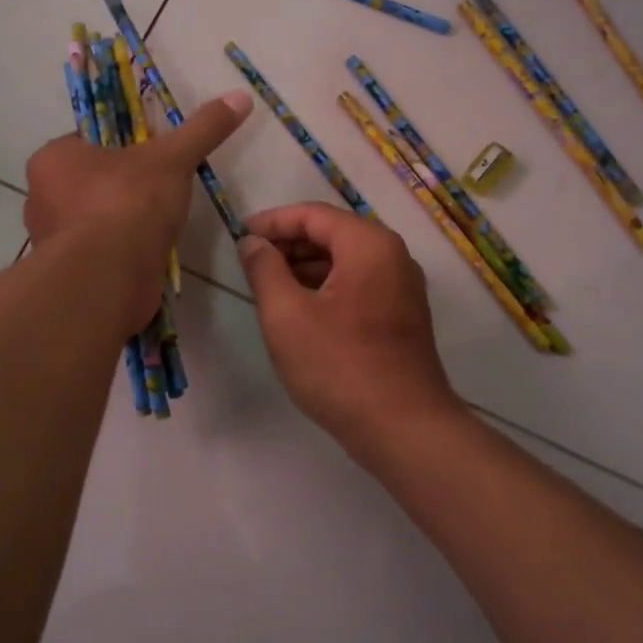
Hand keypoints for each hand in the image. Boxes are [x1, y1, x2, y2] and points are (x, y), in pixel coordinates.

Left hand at [24, 90, 250, 331]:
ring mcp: (51, 239)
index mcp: (52, 159)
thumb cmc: (128, 203)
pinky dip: (118, 251)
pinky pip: (97, 252)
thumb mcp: (172, 158)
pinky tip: (145, 253)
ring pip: (91, 218)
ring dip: (119, 221)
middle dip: (121, 186)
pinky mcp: (67, 274)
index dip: (122, 146)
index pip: (87, 141)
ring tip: (155, 223)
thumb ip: (203, 128)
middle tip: (158, 190)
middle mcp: (40, 197)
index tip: (152, 156)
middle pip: (89, 181)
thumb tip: (241, 96)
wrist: (110, 278)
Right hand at [236, 202, 462, 451]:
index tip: (240, 235)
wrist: (402, 427)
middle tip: (251, 260)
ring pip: (346, 261)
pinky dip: (327, 287)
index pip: (313, 215)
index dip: (273, 221)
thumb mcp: (286, 315)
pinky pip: (358, 284)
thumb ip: (264, 269)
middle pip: (333, 233)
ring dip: (306, 266)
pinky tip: (300, 308)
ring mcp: (402, 287)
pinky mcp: (401, 316)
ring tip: (268, 284)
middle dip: (289, 243)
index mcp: (369, 245)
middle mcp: (393, 257)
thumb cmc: (339, 366)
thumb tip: (253, 243)